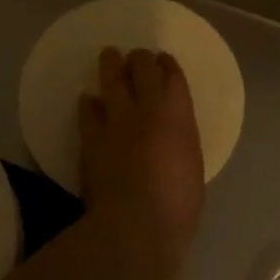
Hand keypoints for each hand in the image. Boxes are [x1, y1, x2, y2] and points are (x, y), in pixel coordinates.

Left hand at [77, 47, 204, 272]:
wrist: (136, 223)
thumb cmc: (178, 201)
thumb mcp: (191, 163)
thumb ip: (179, 139)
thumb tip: (170, 135)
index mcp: (178, 112)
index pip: (172, 75)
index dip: (167, 64)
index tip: (163, 60)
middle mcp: (147, 106)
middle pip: (141, 67)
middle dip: (139, 58)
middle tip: (136, 56)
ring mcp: (116, 119)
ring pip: (111, 80)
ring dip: (111, 65)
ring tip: (109, 56)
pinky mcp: (91, 137)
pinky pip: (87, 110)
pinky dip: (89, 103)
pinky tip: (88, 100)